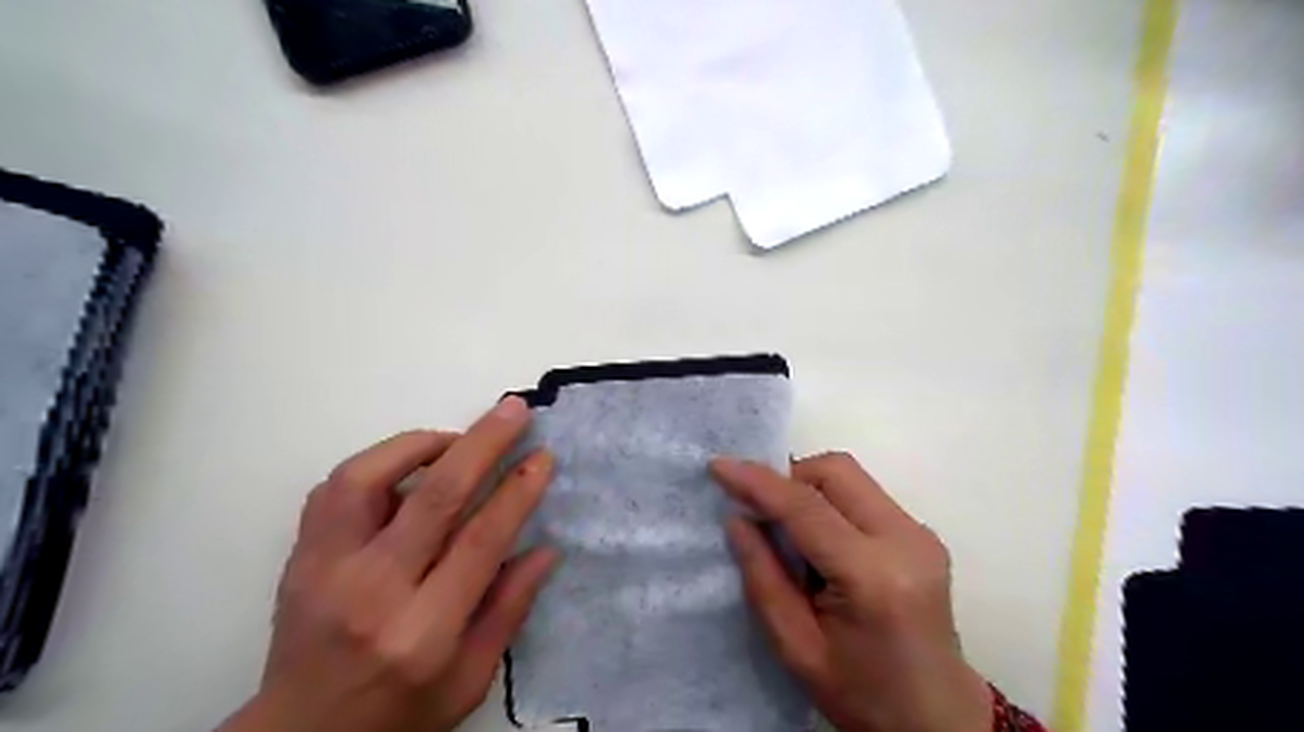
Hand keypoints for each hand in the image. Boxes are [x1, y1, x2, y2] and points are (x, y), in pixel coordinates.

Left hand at [216, 398, 559, 730]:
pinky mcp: (302, 557)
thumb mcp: (469, 681)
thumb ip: (508, 610)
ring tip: (457, 440)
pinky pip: (334, 488)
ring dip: (422, 443)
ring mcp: (326, 569)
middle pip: (435, 496)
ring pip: (369, 478)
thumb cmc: (399, 712)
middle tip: (513, 410)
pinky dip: (378, 461)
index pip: (480, 541)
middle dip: (483, 443)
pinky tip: (408, 464)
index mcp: (422, 631)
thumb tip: (545, 549)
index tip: (542, 457)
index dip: (517, 491)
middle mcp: (372, 592)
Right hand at [713, 452, 989, 731]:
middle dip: (788, 478)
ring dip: (808, 488)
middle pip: (836, 471)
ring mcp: (920, 533)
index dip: (758, 481)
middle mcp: (906, 540)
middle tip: (760, 512)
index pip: (806, 507)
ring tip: (788, 531)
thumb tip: (737, 519)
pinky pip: (863, 494)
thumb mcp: (797, 649)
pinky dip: (830, 502)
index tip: (718, 466)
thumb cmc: (863, 695)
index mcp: (873, 576)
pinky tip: (820, 541)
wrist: (938, 720)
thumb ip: (763, 578)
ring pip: (849, 476)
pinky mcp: (923, 534)